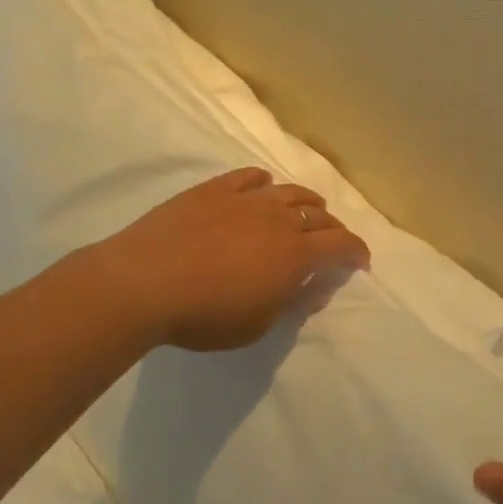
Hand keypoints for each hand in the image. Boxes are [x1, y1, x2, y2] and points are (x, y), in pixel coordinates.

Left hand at [75, 167, 369, 352]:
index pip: (341, 245)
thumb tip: (313, 287)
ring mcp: (246, 200)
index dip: (356, 252)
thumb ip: (290, 303)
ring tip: (309, 208)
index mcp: (295, 254)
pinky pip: (249, 177)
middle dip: (333, 229)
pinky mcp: (214, 190)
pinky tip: (263, 185)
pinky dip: (264, 182)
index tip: (360, 262)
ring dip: (306, 201)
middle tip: (332, 242)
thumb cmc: (203, 316)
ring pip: (289, 192)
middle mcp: (279, 219)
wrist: (142, 283)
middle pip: (319, 215)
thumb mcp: (256, 326)